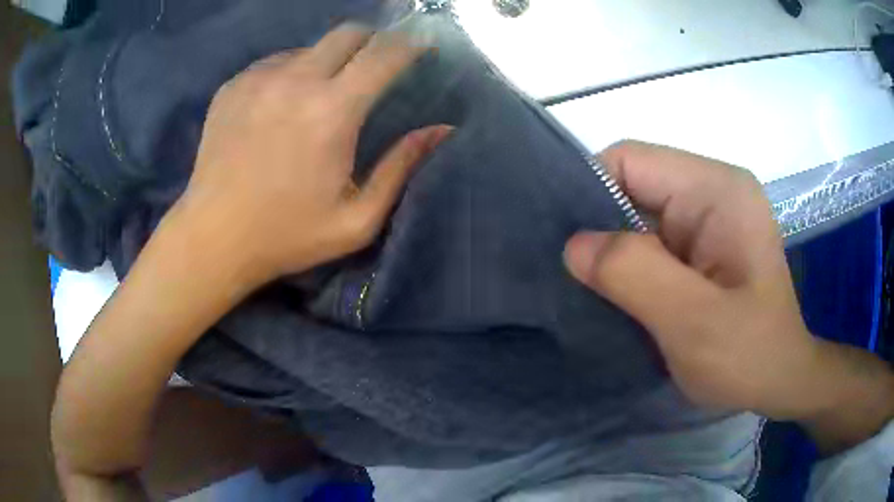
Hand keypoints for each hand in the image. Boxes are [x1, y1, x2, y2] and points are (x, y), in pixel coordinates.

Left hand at [175, 25, 451, 284]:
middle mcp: (296, 81)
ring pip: (310, 47)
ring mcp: (259, 79)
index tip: (420, 46)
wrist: (213, 238)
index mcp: (333, 111)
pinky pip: (274, 62)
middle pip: (348, 33)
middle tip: (373, 66)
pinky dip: (290, 72)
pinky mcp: (233, 86)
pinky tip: (281, 105)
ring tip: (321, 94)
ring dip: (327, 61)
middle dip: (371, 41)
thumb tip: (442, 129)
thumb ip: (401, 168)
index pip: (385, 53)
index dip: (411, 43)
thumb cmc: (287, 235)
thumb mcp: (357, 220)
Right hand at [563, 141, 818, 419]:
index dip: (591, 193)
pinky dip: (630, 265)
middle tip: (576, 279)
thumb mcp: (693, 321)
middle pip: (633, 185)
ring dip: (614, 252)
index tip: (568, 249)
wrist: (779, 382)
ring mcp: (709, 216)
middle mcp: (712, 190)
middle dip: (601, 228)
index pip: (632, 160)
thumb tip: (574, 246)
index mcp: (717, 190)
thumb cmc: (748, 356)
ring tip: (594, 291)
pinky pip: (651, 240)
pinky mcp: (703, 243)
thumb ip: (634, 274)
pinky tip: (621, 295)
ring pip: (637, 215)